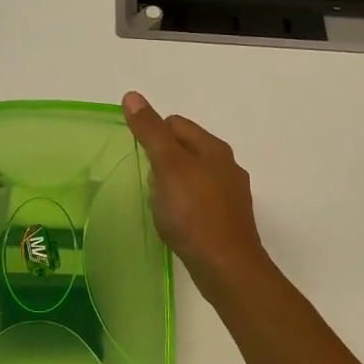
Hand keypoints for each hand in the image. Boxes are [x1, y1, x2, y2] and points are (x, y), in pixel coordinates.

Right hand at [121, 92, 271, 290]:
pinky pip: (198, 202)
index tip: (141, 160)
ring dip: (172, 186)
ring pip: (191, 177)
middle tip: (149, 185)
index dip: (153, 135)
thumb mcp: (168, 166)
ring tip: (160, 207)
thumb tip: (132, 96)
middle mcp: (227, 166)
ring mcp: (230, 195)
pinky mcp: (227, 220)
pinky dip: (183, 207)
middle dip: (161, 163)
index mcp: (214, 148)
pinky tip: (175, 224)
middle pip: (184, 150)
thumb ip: (150, 131)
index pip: (175, 123)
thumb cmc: (194, 213)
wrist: (226, 267)